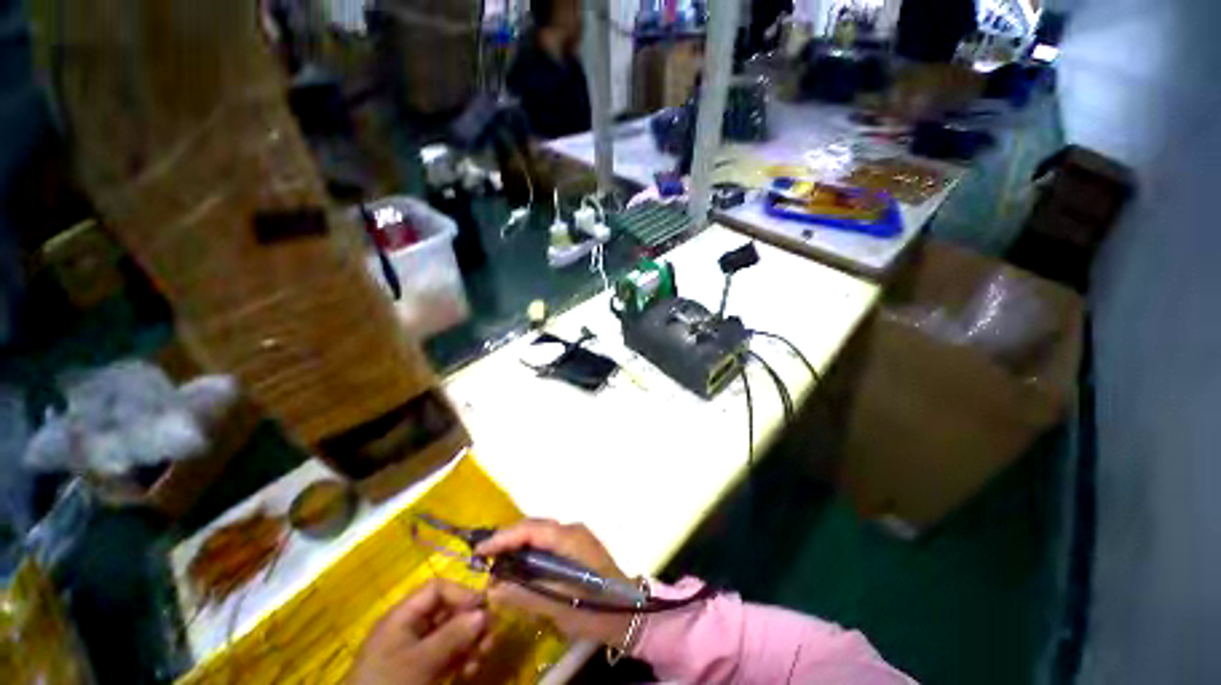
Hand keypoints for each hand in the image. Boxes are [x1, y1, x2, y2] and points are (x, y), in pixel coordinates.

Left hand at [348, 579, 491, 684]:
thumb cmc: (388, 684)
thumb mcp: (419, 662)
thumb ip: (451, 636)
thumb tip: (484, 611)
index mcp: (402, 616)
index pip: (437, 589)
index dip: (461, 593)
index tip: (484, 609)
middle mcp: (410, 628)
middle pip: (448, 610)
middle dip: (471, 621)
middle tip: (489, 636)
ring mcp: (416, 650)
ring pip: (452, 633)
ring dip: (471, 641)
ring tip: (482, 656)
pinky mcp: (421, 670)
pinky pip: (448, 654)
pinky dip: (462, 658)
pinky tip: (470, 669)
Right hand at [475, 519, 633, 645]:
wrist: (630, 612)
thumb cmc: (597, 610)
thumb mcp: (560, 607)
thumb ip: (526, 595)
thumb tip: (493, 588)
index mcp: (570, 538)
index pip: (531, 529)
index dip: (503, 537)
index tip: (479, 551)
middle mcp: (573, 529)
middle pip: (534, 526)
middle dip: (508, 540)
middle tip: (484, 559)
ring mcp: (576, 536)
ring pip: (540, 533)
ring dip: (518, 545)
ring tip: (496, 563)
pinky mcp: (577, 546)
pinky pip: (548, 542)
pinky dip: (530, 551)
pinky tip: (520, 567)